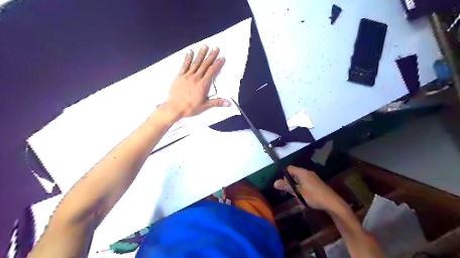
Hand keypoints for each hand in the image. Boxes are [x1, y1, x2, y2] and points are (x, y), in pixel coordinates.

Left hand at [163, 45, 231, 119]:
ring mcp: (187, 76)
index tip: (222, 58)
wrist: (174, 108)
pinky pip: (184, 65)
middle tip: (216, 48)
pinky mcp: (179, 76)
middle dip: (211, 56)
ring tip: (205, 46)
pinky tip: (190, 52)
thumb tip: (228, 103)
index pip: (212, 72)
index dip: (217, 64)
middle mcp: (195, 78)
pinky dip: (187, 58)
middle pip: (205, 65)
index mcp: (202, 85)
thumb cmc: (190, 108)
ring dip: (201, 54)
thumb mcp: (204, 106)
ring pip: (195, 63)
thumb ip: (217, 102)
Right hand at [273, 167, 344, 210]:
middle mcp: (307, 172)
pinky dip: (303, 189)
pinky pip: (306, 183)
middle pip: (294, 174)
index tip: (285, 185)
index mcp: (302, 172)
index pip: (289, 168)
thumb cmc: (314, 196)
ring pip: (300, 180)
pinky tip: (305, 199)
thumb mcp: (298, 193)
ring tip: (299, 198)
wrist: (332, 203)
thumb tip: (274, 183)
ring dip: (297, 188)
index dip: (285, 175)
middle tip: (291, 193)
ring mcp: (313, 177)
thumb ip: (287, 187)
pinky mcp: (317, 183)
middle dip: (291, 183)